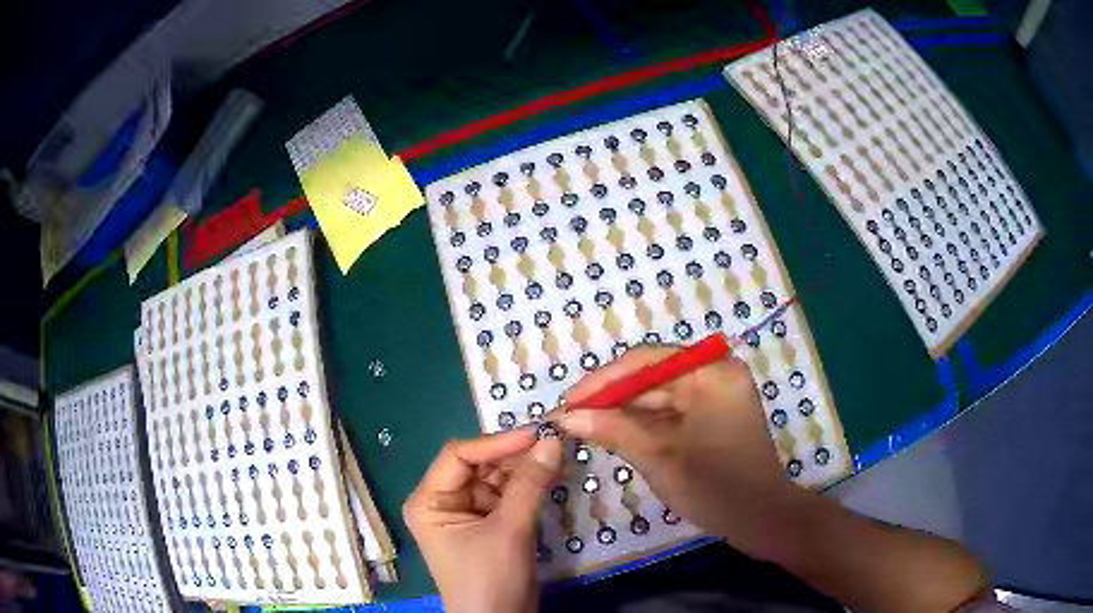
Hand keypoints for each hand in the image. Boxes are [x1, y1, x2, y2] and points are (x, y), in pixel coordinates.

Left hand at [404, 429, 561, 612]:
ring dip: (525, 467)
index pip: (459, 455)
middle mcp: (444, 501)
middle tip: (554, 441)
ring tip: (557, 453)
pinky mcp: (490, 524)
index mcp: (429, 500)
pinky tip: (550, 473)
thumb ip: (529, 484)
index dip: (496, 442)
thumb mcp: (509, 531)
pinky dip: (529, 485)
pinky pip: (509, 495)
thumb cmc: (489, 579)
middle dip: (514, 454)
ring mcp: (468, 512)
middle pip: (479, 464)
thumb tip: (553, 440)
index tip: (536, 434)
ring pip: (497, 477)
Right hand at [558, 345, 798, 561]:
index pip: (645, 361)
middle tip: (569, 418)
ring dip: (623, 412)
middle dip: (610, 398)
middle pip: (651, 376)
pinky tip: (614, 433)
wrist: (761, 520)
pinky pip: (671, 410)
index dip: (601, 381)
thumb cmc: (715, 487)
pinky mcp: (714, 413)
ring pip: (658, 395)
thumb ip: (612, 429)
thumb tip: (565, 416)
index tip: (566, 403)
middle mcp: (715, 372)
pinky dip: (643, 423)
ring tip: (583, 426)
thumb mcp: (659, 457)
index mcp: (710, 372)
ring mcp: (716, 393)